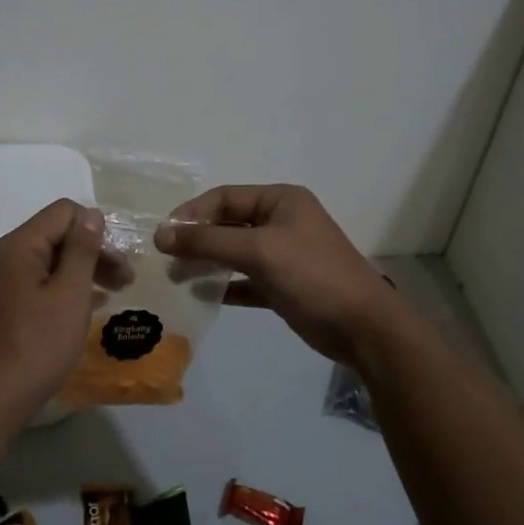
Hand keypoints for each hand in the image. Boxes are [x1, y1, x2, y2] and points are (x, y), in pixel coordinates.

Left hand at [0, 199, 104, 417]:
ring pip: (50, 260)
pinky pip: (40, 282)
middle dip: (94, 251)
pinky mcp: (3, 305)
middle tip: (127, 280)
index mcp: (19, 246)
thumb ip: (82, 250)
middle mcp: (5, 256)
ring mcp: (1, 282)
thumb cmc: (36, 345)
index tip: (121, 260)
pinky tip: (88, 305)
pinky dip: (65, 288)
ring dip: (83, 271)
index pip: (64, 212)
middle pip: (57, 235)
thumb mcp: (70, 294)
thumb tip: (91, 214)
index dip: (97, 229)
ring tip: (114, 292)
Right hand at [155, 185, 405, 366]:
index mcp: (281, 200)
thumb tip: (160, 235)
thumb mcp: (258, 251)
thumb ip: (208, 242)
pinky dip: (225, 284)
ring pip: (235, 252)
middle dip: (197, 239)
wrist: (363, 327)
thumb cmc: (312, 275)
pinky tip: (203, 294)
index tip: (164, 236)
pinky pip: (245, 279)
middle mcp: (281, 222)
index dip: (192, 213)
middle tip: (166, 259)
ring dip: (207, 262)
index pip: (224, 198)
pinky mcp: (283, 285)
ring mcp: (284, 254)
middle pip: (228, 224)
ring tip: (177, 277)